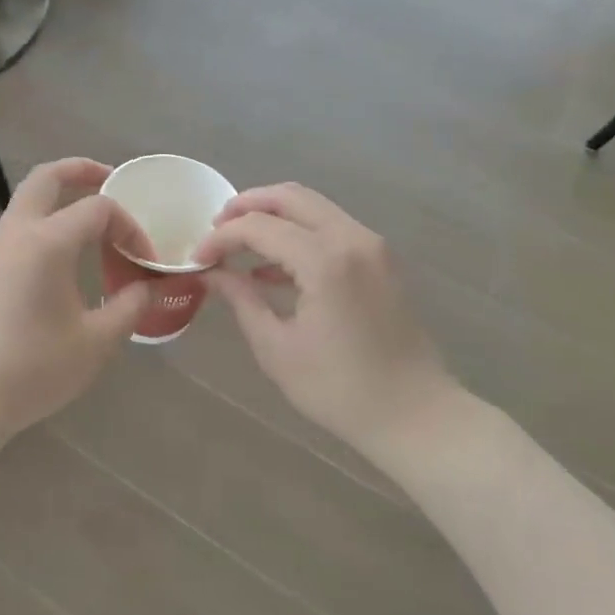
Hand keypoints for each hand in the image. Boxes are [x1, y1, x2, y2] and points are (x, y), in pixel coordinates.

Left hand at [0, 158, 150, 447]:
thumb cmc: (32, 369)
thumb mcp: (95, 342)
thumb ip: (129, 307)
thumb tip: (148, 286)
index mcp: (46, 242)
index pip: (98, 209)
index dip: (130, 227)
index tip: (145, 261)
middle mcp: (14, 233)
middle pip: (46, 178)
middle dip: (81, 171)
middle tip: (110, 180)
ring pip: (25, 203)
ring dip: (59, 200)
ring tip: (92, 228)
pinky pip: (15, 230)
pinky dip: (42, 226)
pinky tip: (60, 263)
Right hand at [194, 183, 463, 452]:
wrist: (417, 416)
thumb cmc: (340, 390)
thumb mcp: (277, 347)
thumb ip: (241, 299)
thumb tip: (211, 273)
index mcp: (325, 260)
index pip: (259, 227)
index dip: (221, 238)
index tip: (197, 258)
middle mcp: (352, 238)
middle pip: (289, 197)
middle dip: (246, 206)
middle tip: (216, 228)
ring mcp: (372, 246)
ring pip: (313, 207)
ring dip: (273, 216)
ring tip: (238, 244)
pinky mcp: (381, 260)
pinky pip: (332, 228)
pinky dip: (299, 234)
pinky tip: (272, 269)